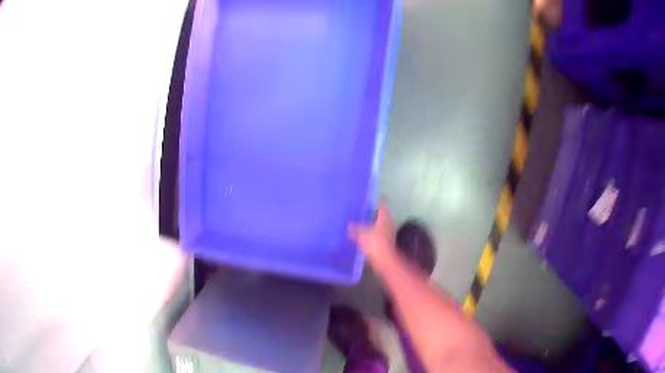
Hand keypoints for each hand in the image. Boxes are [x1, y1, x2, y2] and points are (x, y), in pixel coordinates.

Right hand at [348, 201, 396, 266]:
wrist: (384, 261)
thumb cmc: (374, 243)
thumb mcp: (361, 234)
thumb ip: (355, 229)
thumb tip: (349, 226)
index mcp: (384, 218)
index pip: (381, 205)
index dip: (375, 202)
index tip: (368, 200)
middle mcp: (388, 224)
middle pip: (380, 216)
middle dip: (372, 214)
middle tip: (361, 212)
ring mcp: (388, 233)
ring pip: (378, 226)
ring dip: (371, 225)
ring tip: (359, 224)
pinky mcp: (385, 243)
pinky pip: (376, 235)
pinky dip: (371, 235)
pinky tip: (362, 237)